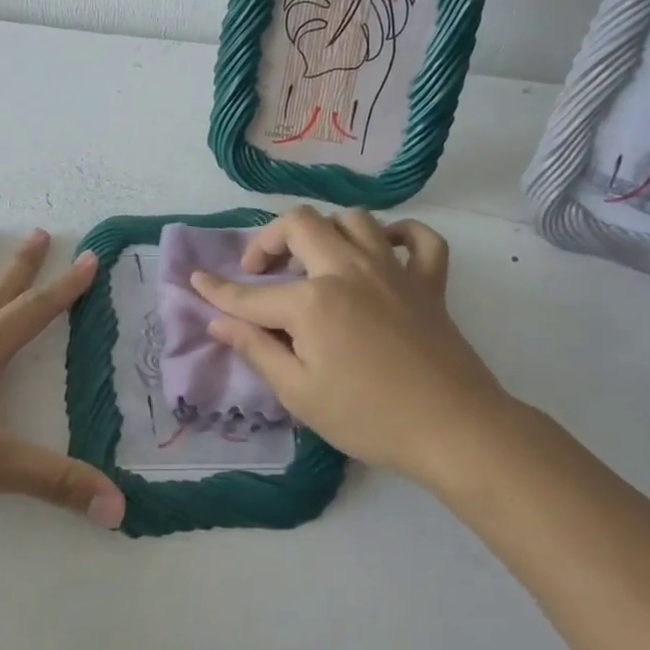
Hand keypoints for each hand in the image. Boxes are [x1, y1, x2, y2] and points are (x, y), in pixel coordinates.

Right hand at [190, 207, 513, 490]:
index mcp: (312, 301)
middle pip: (300, 224)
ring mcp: (393, 270)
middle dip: (268, 240)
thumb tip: (218, 321)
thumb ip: (255, 349)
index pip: (250, 294)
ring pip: (353, 220)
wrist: (453, 429)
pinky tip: (383, 252)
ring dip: (326, 232)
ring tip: (315, 262)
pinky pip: (420, 238)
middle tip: (261, 271)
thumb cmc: (368, 418)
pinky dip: (398, 235)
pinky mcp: (429, 282)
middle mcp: (348, 270)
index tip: (196, 280)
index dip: (217, 291)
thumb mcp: (299, 393)